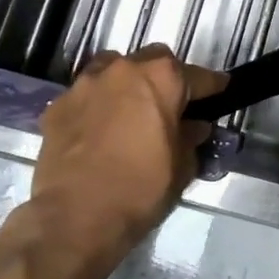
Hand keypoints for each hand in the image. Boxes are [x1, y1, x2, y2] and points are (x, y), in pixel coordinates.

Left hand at [12, 45, 226, 269]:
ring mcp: (86, 84)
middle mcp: (124, 69)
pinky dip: (96, 106)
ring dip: (126, 84)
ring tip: (130, 111)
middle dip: (165, 78)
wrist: (74, 217)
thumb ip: (190, 138)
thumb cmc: (140, 189)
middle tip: (170, 104)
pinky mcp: (57, 106)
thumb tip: (193, 127)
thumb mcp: (182, 166)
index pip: (198, 76)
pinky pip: (85, 96)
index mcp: (162, 78)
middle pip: (153, 61)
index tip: (221, 91)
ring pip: (113, 69)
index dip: (212, 86)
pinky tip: (98, 131)